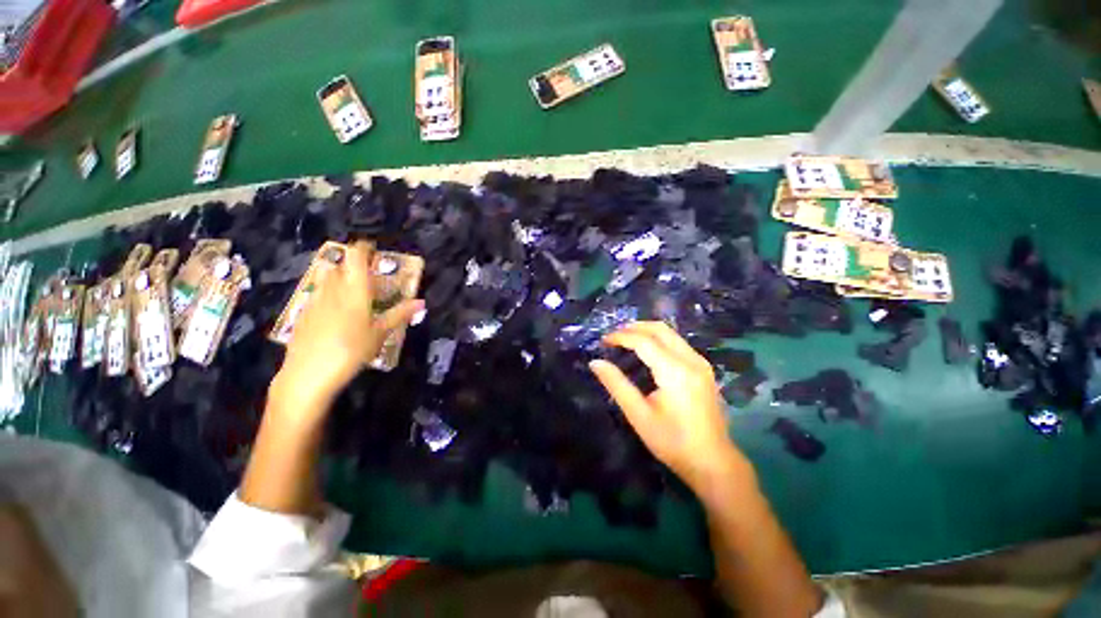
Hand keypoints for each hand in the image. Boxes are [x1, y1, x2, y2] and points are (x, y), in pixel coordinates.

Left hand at [275, 241, 423, 409]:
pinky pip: (317, 294)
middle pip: (340, 266)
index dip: (363, 248)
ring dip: (339, 276)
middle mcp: (332, 289)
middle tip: (368, 273)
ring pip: (326, 278)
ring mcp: (314, 300)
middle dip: (352, 264)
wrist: (307, 373)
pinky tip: (334, 309)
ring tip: (352, 287)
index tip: (372, 247)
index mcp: (354, 291)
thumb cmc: (351, 350)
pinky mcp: (303, 313)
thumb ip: (399, 314)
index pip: (356, 258)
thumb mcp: (380, 333)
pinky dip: (328, 293)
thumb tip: (421, 302)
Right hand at [589, 322, 746, 489]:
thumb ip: (616, 385)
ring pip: (670, 333)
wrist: (714, 463)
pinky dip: (658, 339)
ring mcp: (701, 363)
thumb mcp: (639, 415)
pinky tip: (646, 351)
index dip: (620, 337)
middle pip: (660, 329)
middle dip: (633, 327)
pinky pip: (678, 343)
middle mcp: (691, 360)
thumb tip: (595, 362)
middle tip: (613, 337)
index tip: (603, 341)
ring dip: (646, 331)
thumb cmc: (673, 442)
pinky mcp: (704, 369)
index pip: (644, 341)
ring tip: (625, 340)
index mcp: (675, 372)